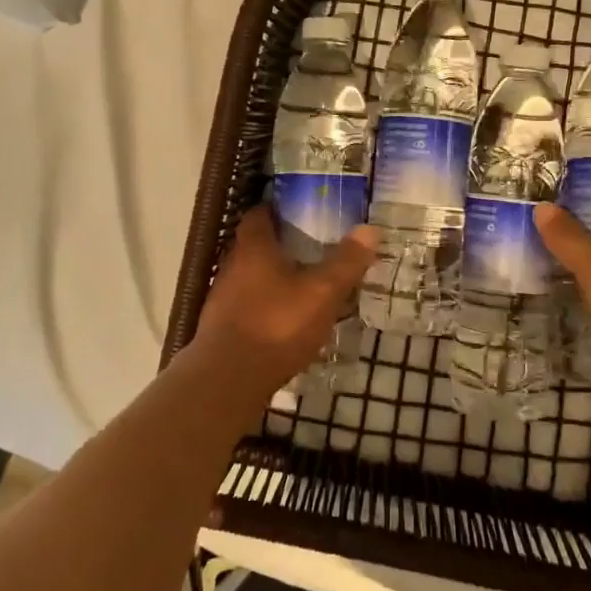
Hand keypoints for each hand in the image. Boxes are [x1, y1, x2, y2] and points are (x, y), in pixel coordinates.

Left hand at [195, 207, 377, 389]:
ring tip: (304, 284)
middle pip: (255, 245)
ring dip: (273, 277)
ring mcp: (222, 299)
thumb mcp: (321, 293)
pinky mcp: (221, 328)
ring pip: (251, 277)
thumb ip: (345, 262)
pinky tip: (286, 320)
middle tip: (312, 246)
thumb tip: (369, 229)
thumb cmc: (276, 325)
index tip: (301, 210)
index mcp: (253, 248)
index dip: (278, 208)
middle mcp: (232, 266)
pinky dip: (266, 305)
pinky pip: (248, 305)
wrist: (228, 382)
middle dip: (281, 244)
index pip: (259, 214)